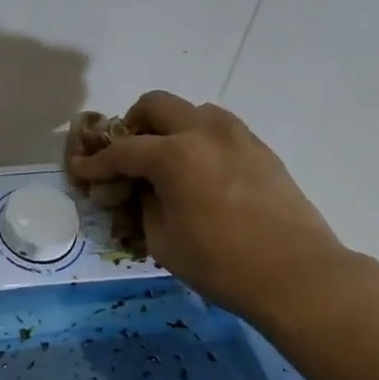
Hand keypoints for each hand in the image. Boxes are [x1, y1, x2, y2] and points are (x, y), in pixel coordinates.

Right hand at [68, 91, 348, 320]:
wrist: (297, 275)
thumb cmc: (221, 264)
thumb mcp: (163, 241)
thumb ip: (144, 205)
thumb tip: (142, 190)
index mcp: (174, 155)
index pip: (122, 150)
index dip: (96, 163)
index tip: (82, 171)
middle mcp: (204, 132)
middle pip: (156, 105)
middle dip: (132, 126)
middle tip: (127, 157)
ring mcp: (237, 136)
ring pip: (192, 110)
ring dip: (170, 128)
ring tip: (166, 163)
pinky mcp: (260, 149)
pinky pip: (219, 129)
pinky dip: (198, 140)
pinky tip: (199, 174)